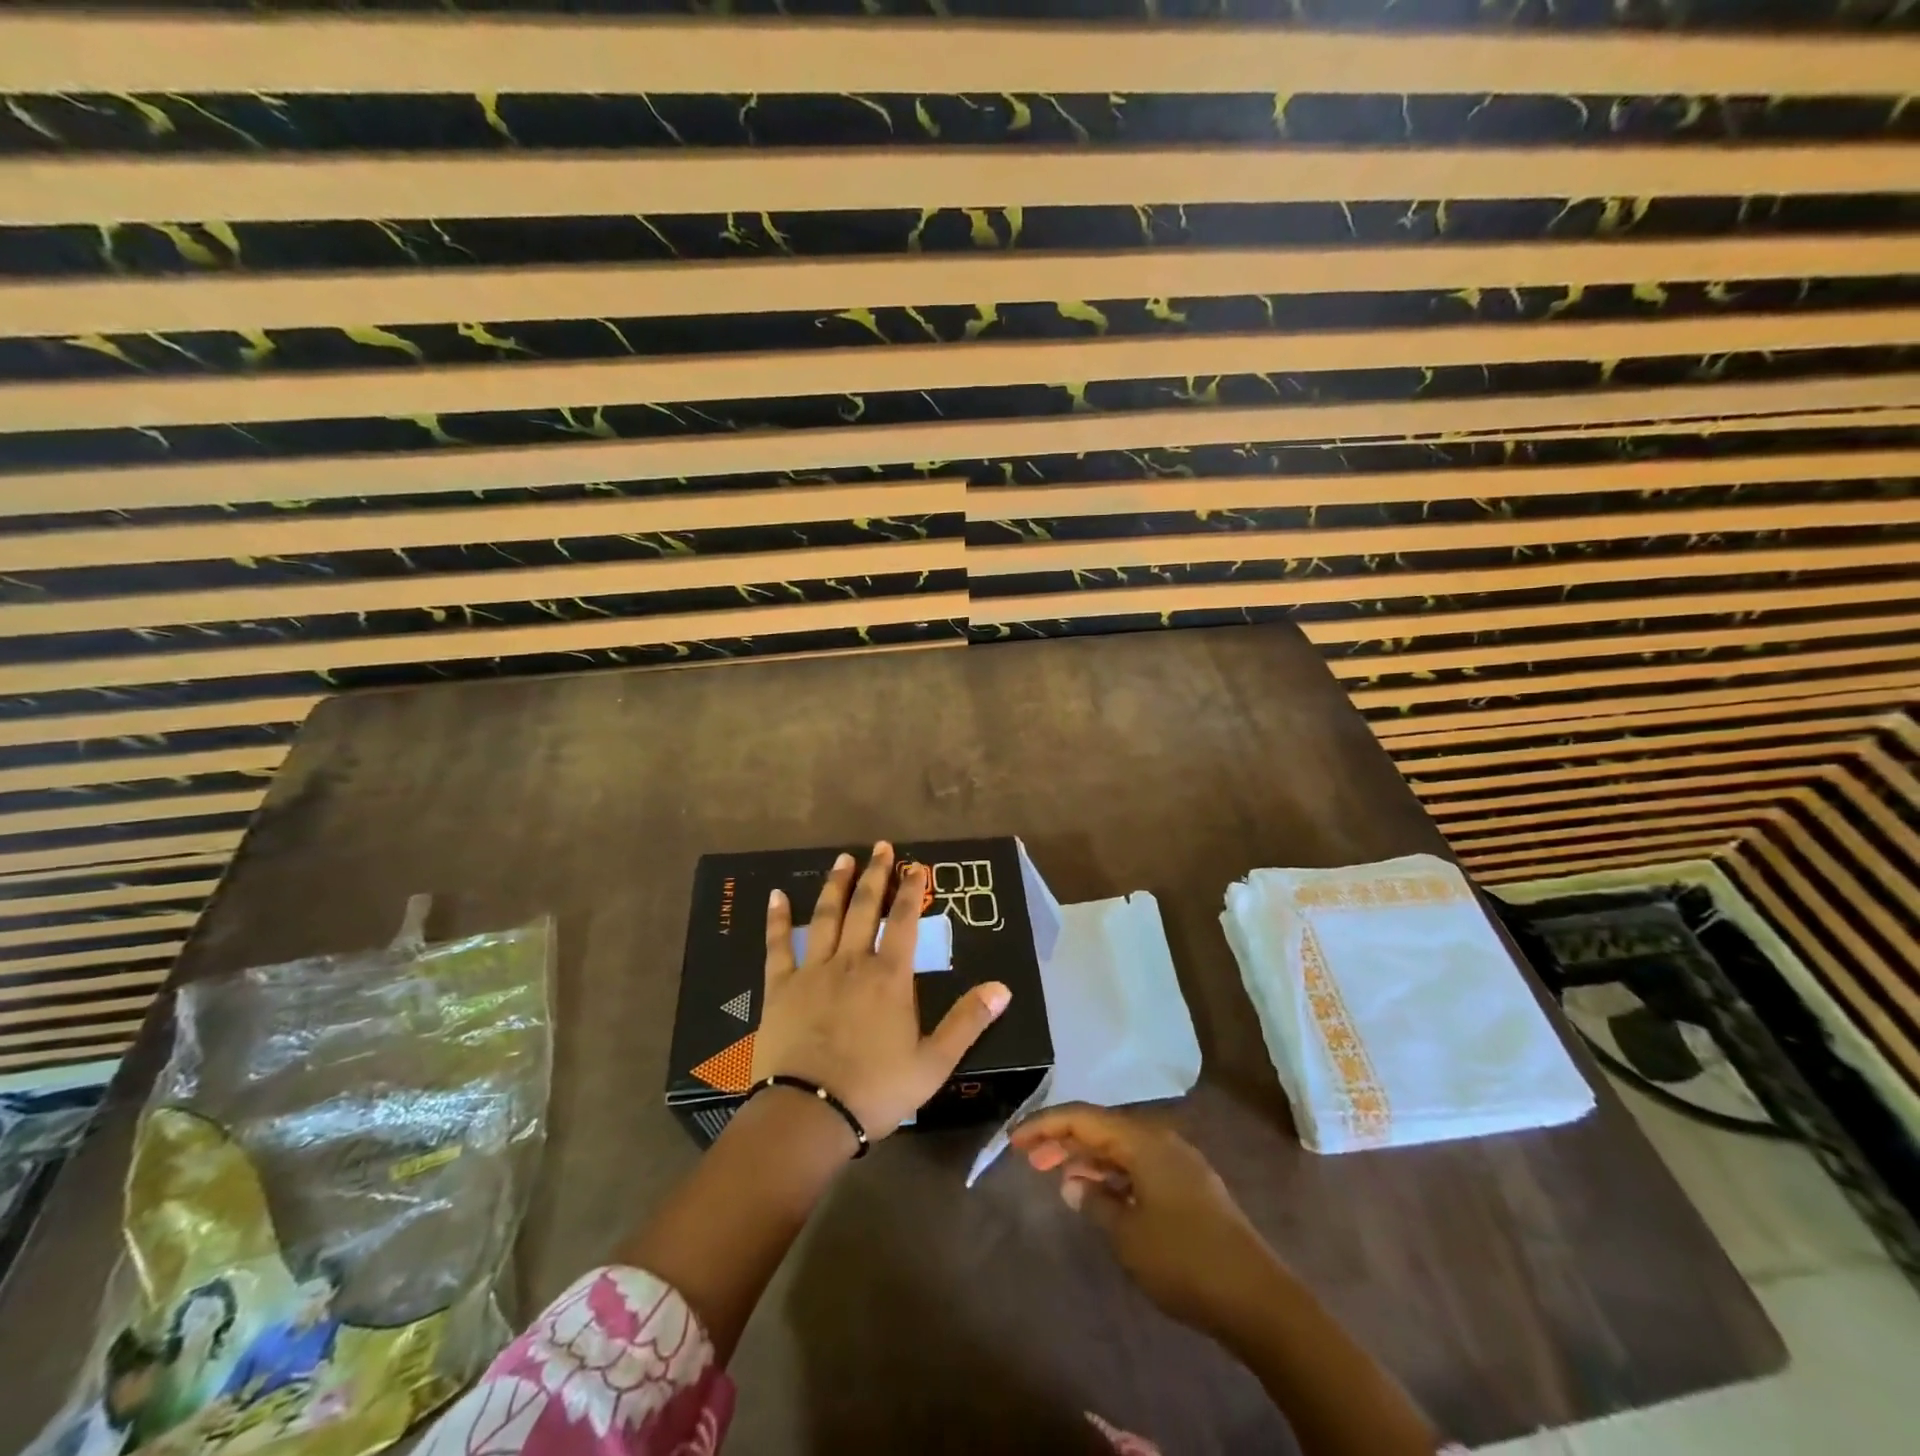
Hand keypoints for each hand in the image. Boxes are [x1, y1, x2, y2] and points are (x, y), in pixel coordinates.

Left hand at [753, 841, 1011, 1143]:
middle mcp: (851, 962)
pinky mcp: (780, 988)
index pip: (902, 921)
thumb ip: (968, 1022)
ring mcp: (813, 972)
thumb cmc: (875, 1090)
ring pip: (825, 917)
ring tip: (843, 859)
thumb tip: (1003, 988)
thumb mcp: (933, 1062)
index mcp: (889, 977)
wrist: (808, 1115)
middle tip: (881, 847)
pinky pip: (777, 946)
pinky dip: (777, 919)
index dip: (910, 890)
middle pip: (864, 908)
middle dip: (875, 875)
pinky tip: (776, 895)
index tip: (916, 865)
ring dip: (836, 885)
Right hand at [1010, 1103, 1281, 1338]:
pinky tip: (1098, 1195)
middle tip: (1029, 1159)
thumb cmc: (1184, 1260)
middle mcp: (1160, 1140)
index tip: (1015, 1140)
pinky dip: (1112, 1175)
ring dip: (1088, 1159)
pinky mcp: (1189, 1187)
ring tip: (1057, 1177)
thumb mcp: (1127, 1235)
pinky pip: (1139, 1166)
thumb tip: (1074, 1185)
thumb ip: (1094, 1203)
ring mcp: (1178, 1162)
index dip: (1045, 1125)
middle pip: (1102, 1128)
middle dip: (1063, 1140)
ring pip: (1121, 1148)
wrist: (1257, 1298)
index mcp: (1143, 1140)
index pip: (1083, 1118)